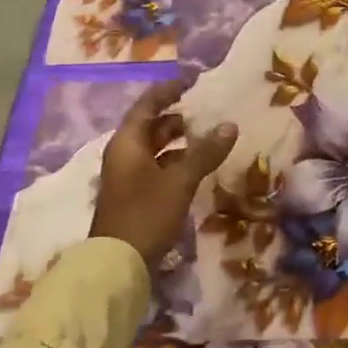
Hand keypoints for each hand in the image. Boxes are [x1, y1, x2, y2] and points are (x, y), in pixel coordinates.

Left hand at [90, 80, 238, 266]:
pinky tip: (201, 166)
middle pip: (152, 126)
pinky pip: (159, 167)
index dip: (169, 91)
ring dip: (181, 141)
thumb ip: (205, 152)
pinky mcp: (136, 195)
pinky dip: (178, 161)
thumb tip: (230, 125)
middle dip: (180, 117)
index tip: (193, 82)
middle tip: (210, 110)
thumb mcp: (179, 181)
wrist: (117, 264)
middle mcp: (124, 154)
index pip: (147, 105)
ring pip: (157, 148)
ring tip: (212, 136)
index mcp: (127, 143)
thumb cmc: (146, 214)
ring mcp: (128, 176)